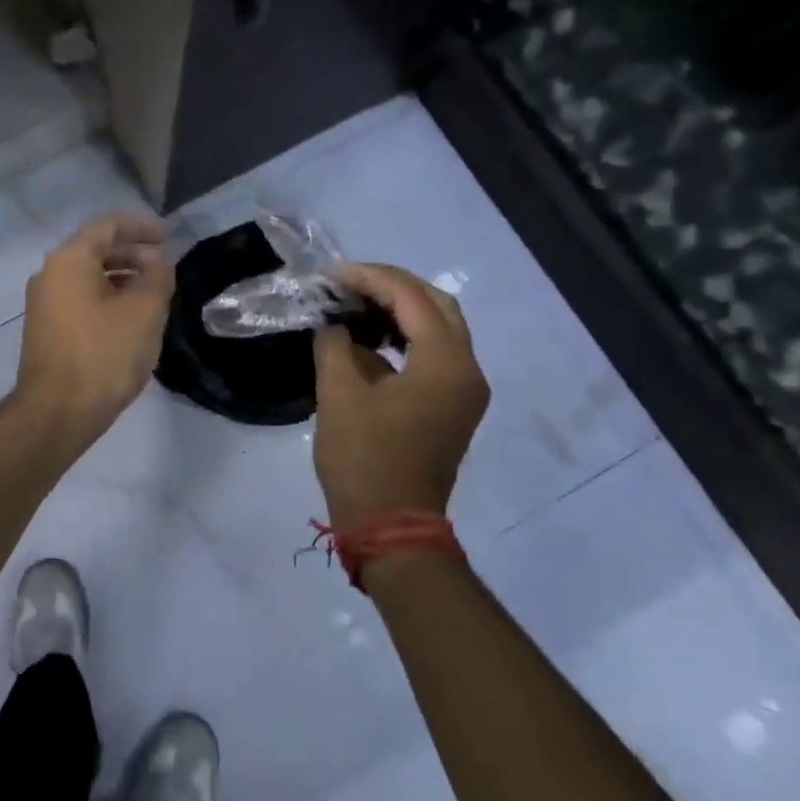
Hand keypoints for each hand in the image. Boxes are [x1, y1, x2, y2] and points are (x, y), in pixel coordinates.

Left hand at [15, 213, 173, 450]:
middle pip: (95, 250)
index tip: (167, 237)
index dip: (141, 227)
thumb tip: (158, 265)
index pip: (108, 225)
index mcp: (69, 260)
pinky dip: (106, 300)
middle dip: (132, 254)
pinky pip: (80, 301)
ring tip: (152, 295)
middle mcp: (49, 275)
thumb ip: (158, 278)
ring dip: (121, 279)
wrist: (57, 412)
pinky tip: (129, 321)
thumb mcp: (145, 312)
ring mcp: (43, 304)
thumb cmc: (104, 355)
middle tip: (163, 268)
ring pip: (87, 278)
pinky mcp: (46, 331)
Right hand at [313, 262, 489, 529]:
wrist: (391, 526)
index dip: (370, 278)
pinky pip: (435, 356)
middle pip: (437, 306)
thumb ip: (334, 346)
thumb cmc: (365, 459)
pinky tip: (369, 342)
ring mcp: (464, 391)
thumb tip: (332, 326)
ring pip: (439, 330)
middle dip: (392, 287)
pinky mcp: (452, 408)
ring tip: (354, 307)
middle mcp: (467, 370)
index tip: (331, 275)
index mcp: (446, 363)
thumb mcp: (339, 396)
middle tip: (348, 284)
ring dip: (400, 312)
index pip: (412, 298)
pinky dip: (405, 339)